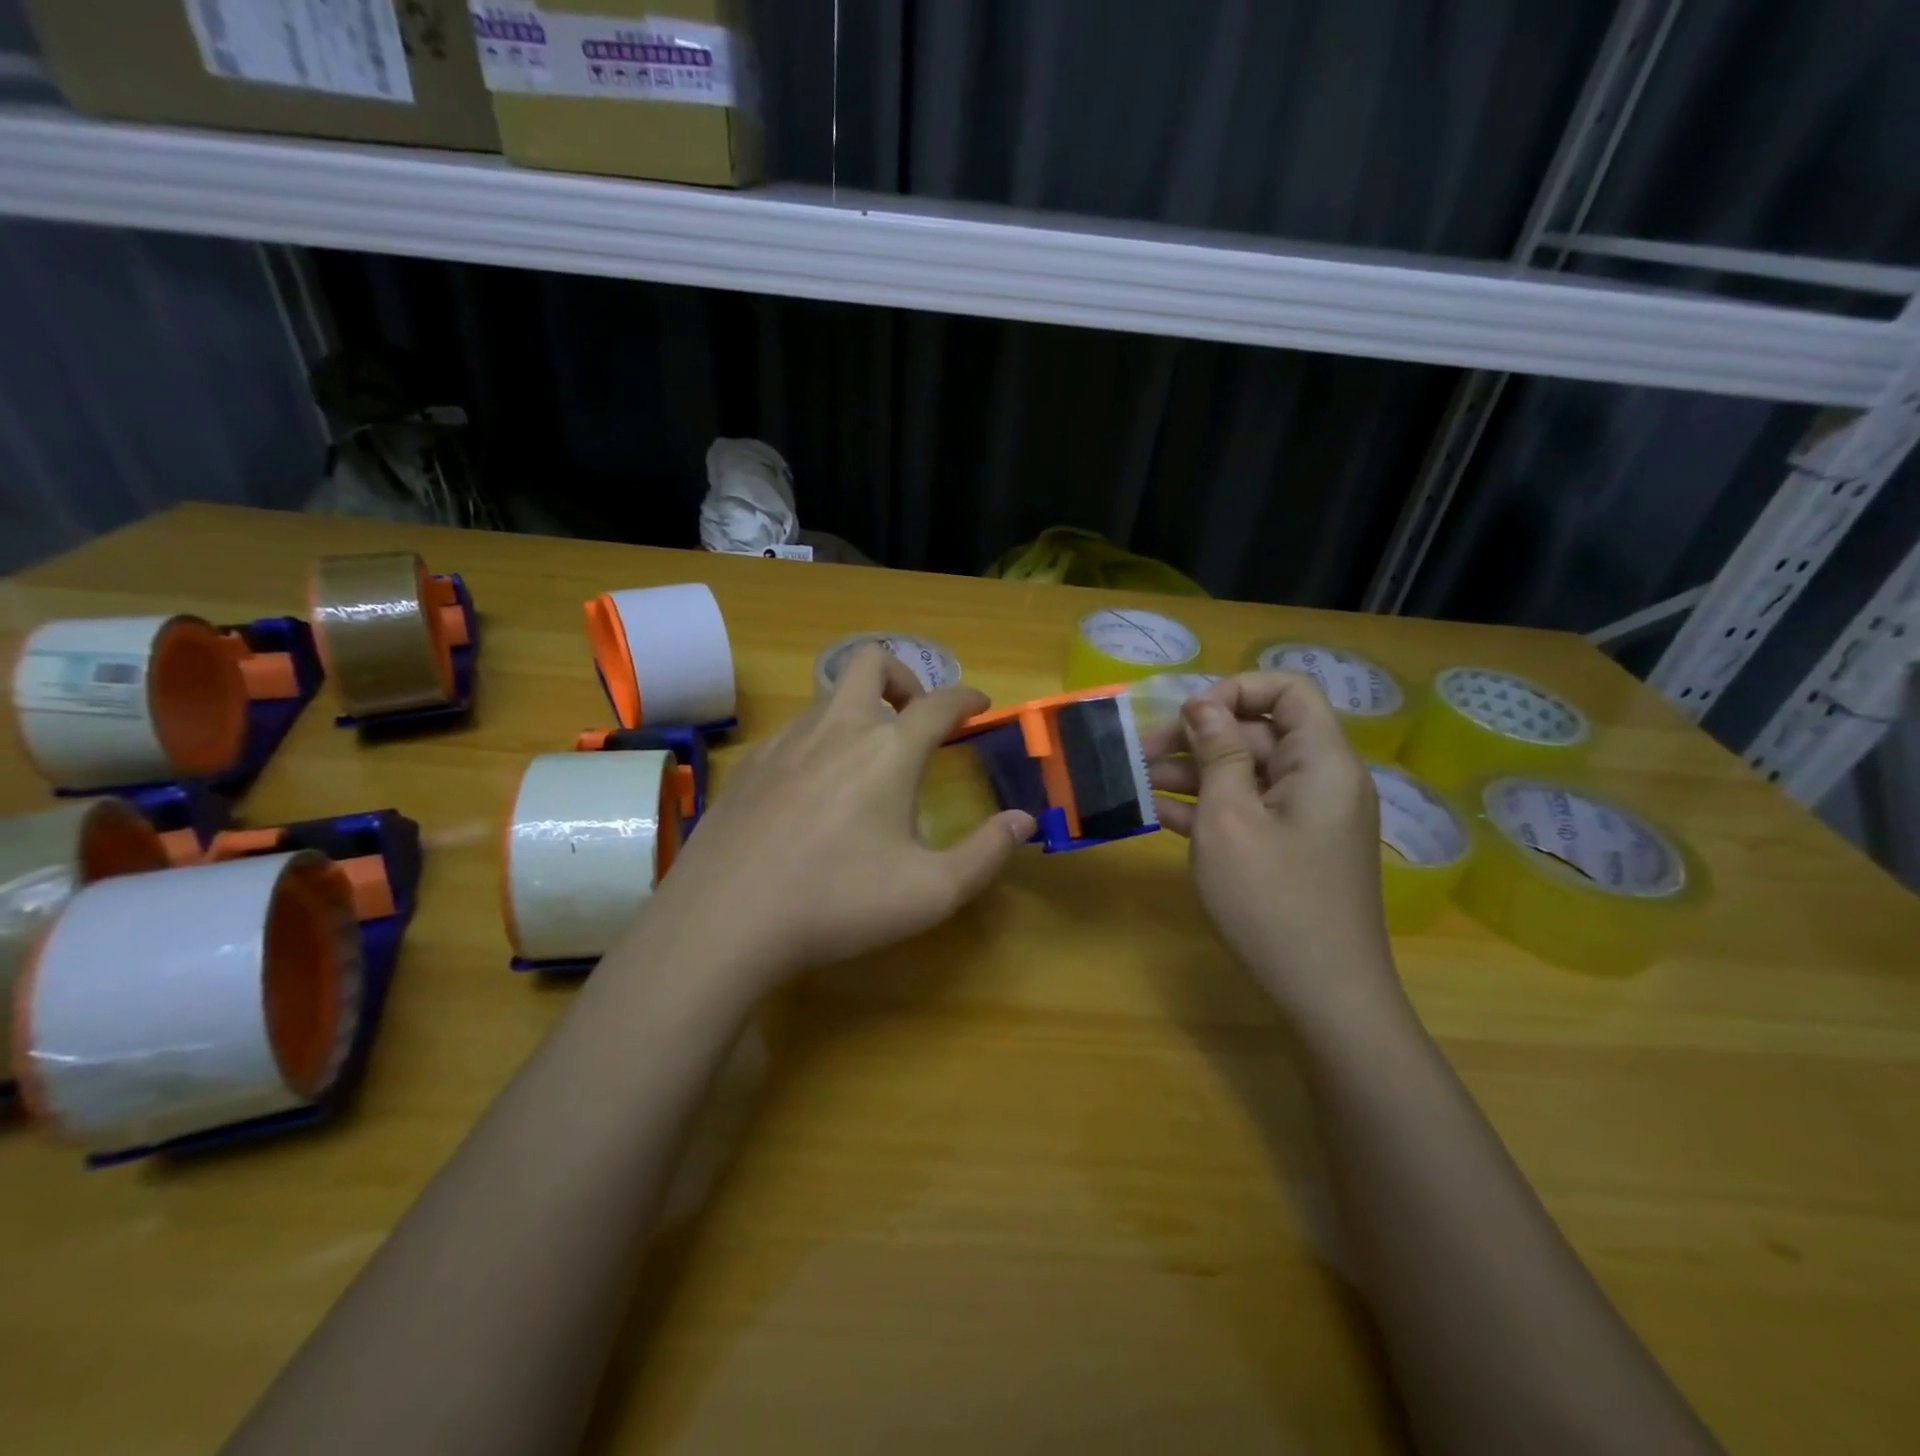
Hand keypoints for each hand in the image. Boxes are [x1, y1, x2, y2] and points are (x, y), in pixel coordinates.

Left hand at [641, 647, 1034, 990]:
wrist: (725, 919)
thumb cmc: (838, 903)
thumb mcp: (931, 892)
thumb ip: (986, 853)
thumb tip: (1024, 821)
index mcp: (888, 750)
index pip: (939, 702)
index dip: (967, 698)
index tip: (981, 705)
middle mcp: (837, 728)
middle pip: (871, 661)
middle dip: (903, 675)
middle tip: (915, 716)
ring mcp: (785, 741)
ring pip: (829, 695)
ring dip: (859, 708)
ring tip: (868, 758)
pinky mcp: (749, 765)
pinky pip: (794, 729)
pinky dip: (819, 738)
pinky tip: (815, 788)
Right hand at [1146, 672, 1400, 1023]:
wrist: (1324, 994)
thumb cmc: (1272, 899)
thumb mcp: (1230, 818)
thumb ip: (1217, 754)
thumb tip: (1202, 703)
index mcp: (1321, 761)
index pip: (1289, 690)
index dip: (1236, 690)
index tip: (1189, 716)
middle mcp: (1320, 780)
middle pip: (1258, 733)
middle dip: (1197, 737)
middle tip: (1138, 753)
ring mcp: (1305, 817)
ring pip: (1246, 773)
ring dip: (1192, 773)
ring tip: (1136, 781)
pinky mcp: (1290, 848)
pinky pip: (1248, 809)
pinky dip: (1207, 807)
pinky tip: (1157, 813)